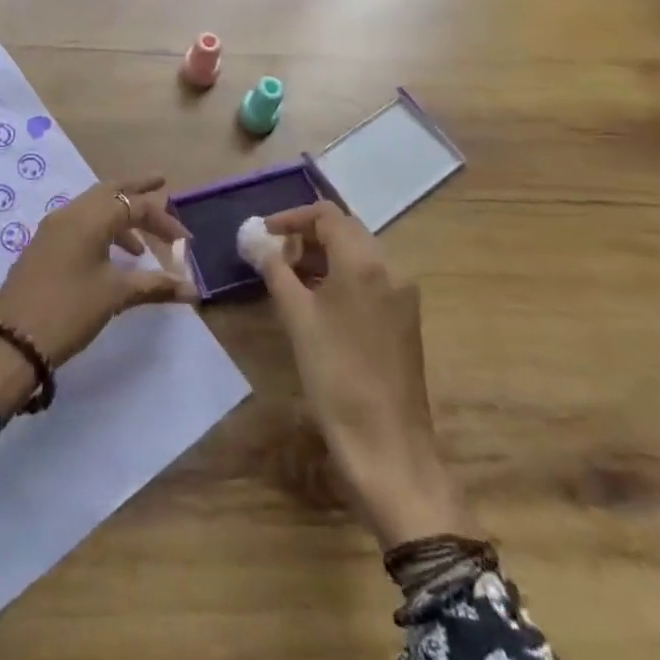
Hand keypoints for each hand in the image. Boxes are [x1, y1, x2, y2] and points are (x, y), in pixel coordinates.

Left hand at [0, 177, 195, 416]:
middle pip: (109, 190)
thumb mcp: (114, 296)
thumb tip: (190, 288)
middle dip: (136, 189)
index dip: (164, 221)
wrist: (12, 340)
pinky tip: (113, 258)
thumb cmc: (69, 310)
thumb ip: (154, 285)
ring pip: (93, 207)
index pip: (134, 205)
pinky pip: (80, 223)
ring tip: (143, 245)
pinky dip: (102, 229)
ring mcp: (53, 228)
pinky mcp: (44, 246)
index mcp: (89, 217)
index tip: (186, 242)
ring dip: (120, 216)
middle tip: (160, 183)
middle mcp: (70, 213)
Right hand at [255, 200, 474, 547]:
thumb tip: (255, 240)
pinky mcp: (404, 318)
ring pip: (359, 254)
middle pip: (345, 230)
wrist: (387, 445)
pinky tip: (317, 301)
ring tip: (288, 277)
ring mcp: (402, 293)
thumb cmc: (335, 374)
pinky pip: (370, 278)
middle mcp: (390, 267)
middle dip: (307, 235)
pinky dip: (341, 276)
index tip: (264, 234)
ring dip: (324, 255)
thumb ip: (275, 269)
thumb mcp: (296, 317)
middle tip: (274, 254)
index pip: (327, 214)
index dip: (292, 217)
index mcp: (364, 260)